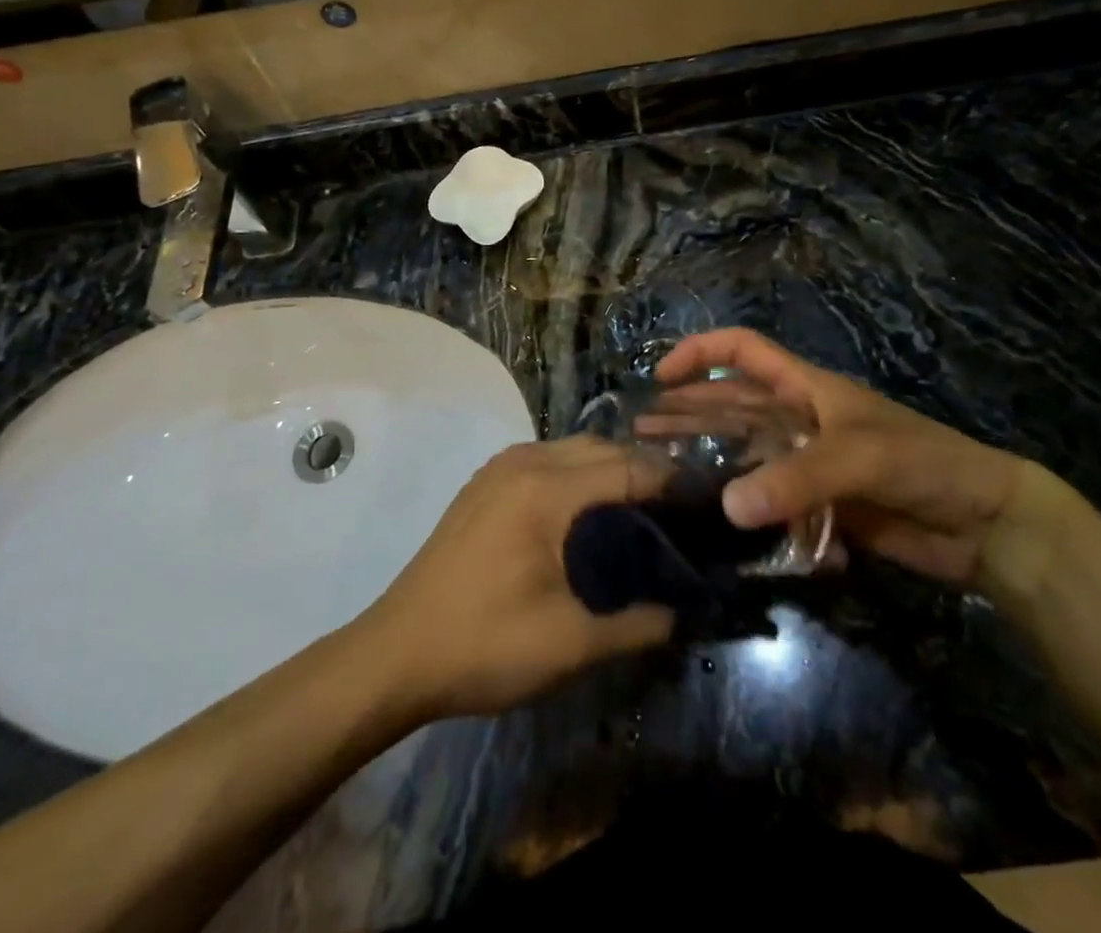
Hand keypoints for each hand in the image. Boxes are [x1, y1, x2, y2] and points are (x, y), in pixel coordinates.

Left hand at [359, 437, 672, 720]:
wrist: (396, 653)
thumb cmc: (484, 645)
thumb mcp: (569, 643)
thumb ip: (636, 625)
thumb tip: (683, 615)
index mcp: (545, 488)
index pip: (626, 466)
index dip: (669, 480)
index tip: (705, 502)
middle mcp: (523, 462)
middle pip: (600, 448)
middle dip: (642, 469)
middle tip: (679, 509)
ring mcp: (498, 468)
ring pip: (571, 449)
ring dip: (608, 468)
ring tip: (641, 509)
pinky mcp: (483, 484)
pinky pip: (545, 459)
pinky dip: (577, 473)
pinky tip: (587, 512)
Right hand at [656, 330, 1028, 585]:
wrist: (984, 527)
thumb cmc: (924, 463)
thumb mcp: (860, 458)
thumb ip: (795, 479)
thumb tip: (726, 506)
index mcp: (806, 388)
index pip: (742, 351)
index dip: (699, 353)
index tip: (661, 377)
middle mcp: (799, 421)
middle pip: (731, 407)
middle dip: (687, 414)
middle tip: (640, 436)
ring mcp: (807, 465)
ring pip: (745, 457)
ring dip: (708, 464)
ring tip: (663, 479)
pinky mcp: (818, 507)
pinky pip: (770, 504)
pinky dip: (749, 514)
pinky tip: (721, 530)